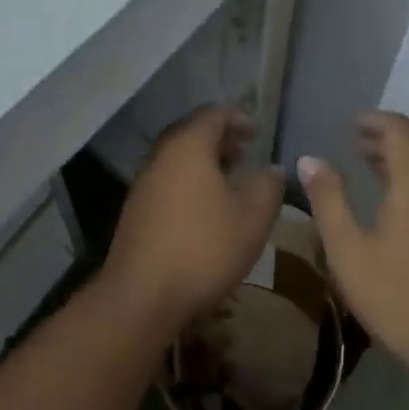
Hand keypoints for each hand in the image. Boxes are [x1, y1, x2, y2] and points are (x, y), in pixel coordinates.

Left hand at [102, 106, 285, 331]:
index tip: (257, 133)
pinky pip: (167, 180)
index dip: (238, 118)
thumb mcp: (252, 218)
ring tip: (228, 182)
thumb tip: (273, 169)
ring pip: (177, 158)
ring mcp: (143, 182)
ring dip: (203, 162)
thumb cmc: (204, 248)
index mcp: (188, 146)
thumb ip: (268, 186)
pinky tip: (204, 211)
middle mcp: (161, 155)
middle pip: (191, 133)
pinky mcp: (135, 209)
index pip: (213, 114)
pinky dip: (188, 182)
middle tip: (244, 155)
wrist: (142, 295)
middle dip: (220, 139)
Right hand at [300, 112, 408, 390]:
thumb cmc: (404, 298)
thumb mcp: (350, 252)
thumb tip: (309, 159)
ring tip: (371, 168)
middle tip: (355, 143)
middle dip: (386, 137)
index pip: (399, 128)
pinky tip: (397, 207)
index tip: (349, 124)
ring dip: (402, 160)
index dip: (374, 120)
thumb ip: (328, 201)